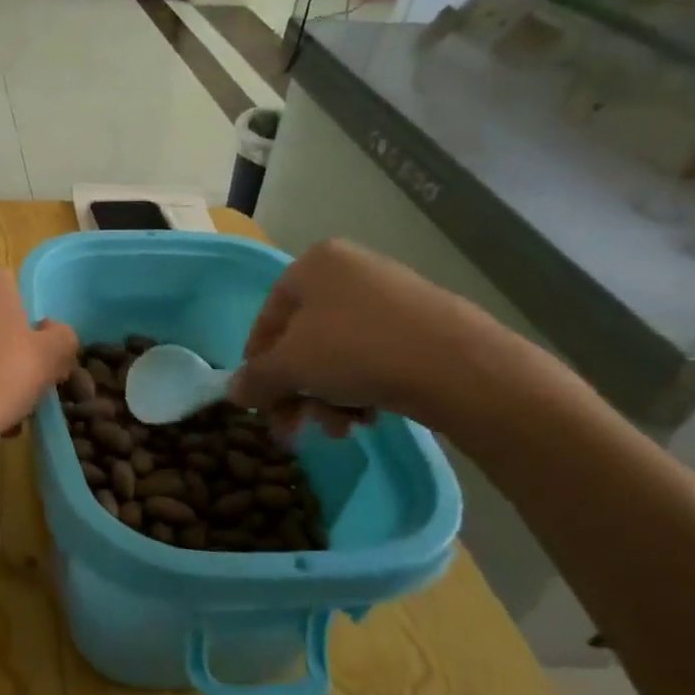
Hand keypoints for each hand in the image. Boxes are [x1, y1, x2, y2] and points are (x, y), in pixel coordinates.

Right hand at [227, 240, 521, 437]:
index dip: (258, 366)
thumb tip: (233, 393)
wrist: (460, 365)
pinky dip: (362, 387)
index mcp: (313, 265)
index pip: (267, 320)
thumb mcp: (291, 366)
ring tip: (343, 428)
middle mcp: (350, 270)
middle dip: (298, 390)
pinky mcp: (422, 323)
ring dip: (328, 396)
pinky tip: (369, 416)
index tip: (261, 404)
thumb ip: (255, 379)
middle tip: (297, 429)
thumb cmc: (357, 350)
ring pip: (337, 353)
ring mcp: (389, 294)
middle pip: (303, 340)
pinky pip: (372, 355)